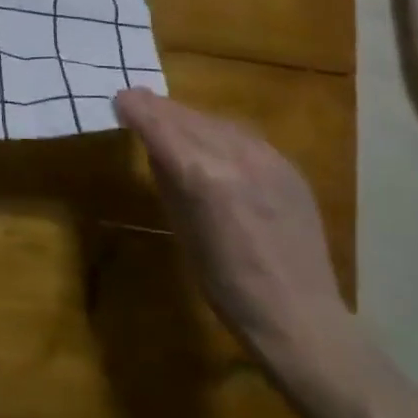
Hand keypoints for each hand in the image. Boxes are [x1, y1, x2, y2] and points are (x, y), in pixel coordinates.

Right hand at [114, 88, 351, 376]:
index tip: (119, 102)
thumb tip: (154, 145)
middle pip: (185, 115)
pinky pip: (242, 136)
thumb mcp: (180, 227)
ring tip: (170, 124)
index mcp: (201, 174)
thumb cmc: (224, 283)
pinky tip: (211, 145)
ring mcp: (267, 157)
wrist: (298, 315)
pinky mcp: (288, 166)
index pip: (158, 122)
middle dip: (157, 109)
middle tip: (136, 105)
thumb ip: (167, 178)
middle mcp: (234, 154)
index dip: (134, 107)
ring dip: (187, 119)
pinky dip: (217, 133)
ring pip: (214, 120)